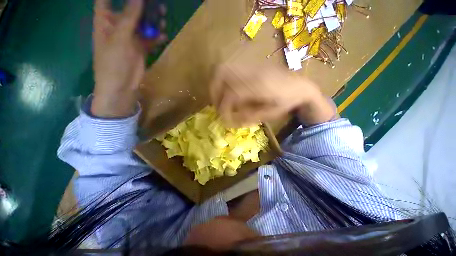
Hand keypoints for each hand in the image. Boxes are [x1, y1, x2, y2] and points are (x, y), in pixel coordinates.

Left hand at [92, 0, 166, 117]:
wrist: (121, 86)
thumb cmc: (113, 62)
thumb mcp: (120, 38)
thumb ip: (130, 17)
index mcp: (105, 20)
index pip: (106, 0)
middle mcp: (118, 26)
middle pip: (130, 9)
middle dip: (142, 5)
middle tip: (156, 4)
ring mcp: (130, 38)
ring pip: (142, 24)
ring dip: (152, 21)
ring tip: (163, 18)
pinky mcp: (141, 48)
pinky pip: (150, 39)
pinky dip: (157, 37)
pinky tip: (164, 35)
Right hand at [210, 63, 333, 126]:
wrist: (301, 87)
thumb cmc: (287, 103)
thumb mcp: (269, 115)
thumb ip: (247, 117)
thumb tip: (229, 121)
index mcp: (258, 86)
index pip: (231, 94)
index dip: (223, 108)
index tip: (223, 118)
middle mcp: (252, 72)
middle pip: (222, 74)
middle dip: (214, 91)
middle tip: (217, 105)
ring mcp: (252, 66)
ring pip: (225, 68)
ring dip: (217, 83)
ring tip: (221, 97)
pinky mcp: (252, 65)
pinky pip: (232, 68)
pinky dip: (224, 79)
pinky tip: (229, 90)